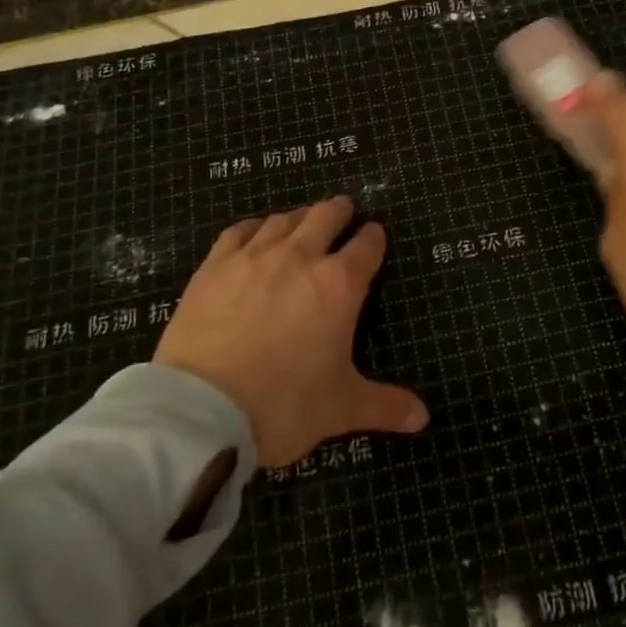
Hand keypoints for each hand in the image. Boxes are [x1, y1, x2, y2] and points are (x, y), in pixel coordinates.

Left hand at [153, 196, 428, 467]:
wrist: (202, 408)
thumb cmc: (284, 405)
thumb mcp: (341, 408)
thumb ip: (384, 405)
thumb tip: (423, 417)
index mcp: (339, 285)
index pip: (366, 246)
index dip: (374, 237)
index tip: (375, 234)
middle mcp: (300, 257)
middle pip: (326, 216)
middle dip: (340, 210)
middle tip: (344, 209)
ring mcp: (254, 256)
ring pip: (284, 219)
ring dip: (300, 216)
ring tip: (303, 219)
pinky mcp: (215, 265)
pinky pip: (240, 230)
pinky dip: (255, 226)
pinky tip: (255, 231)